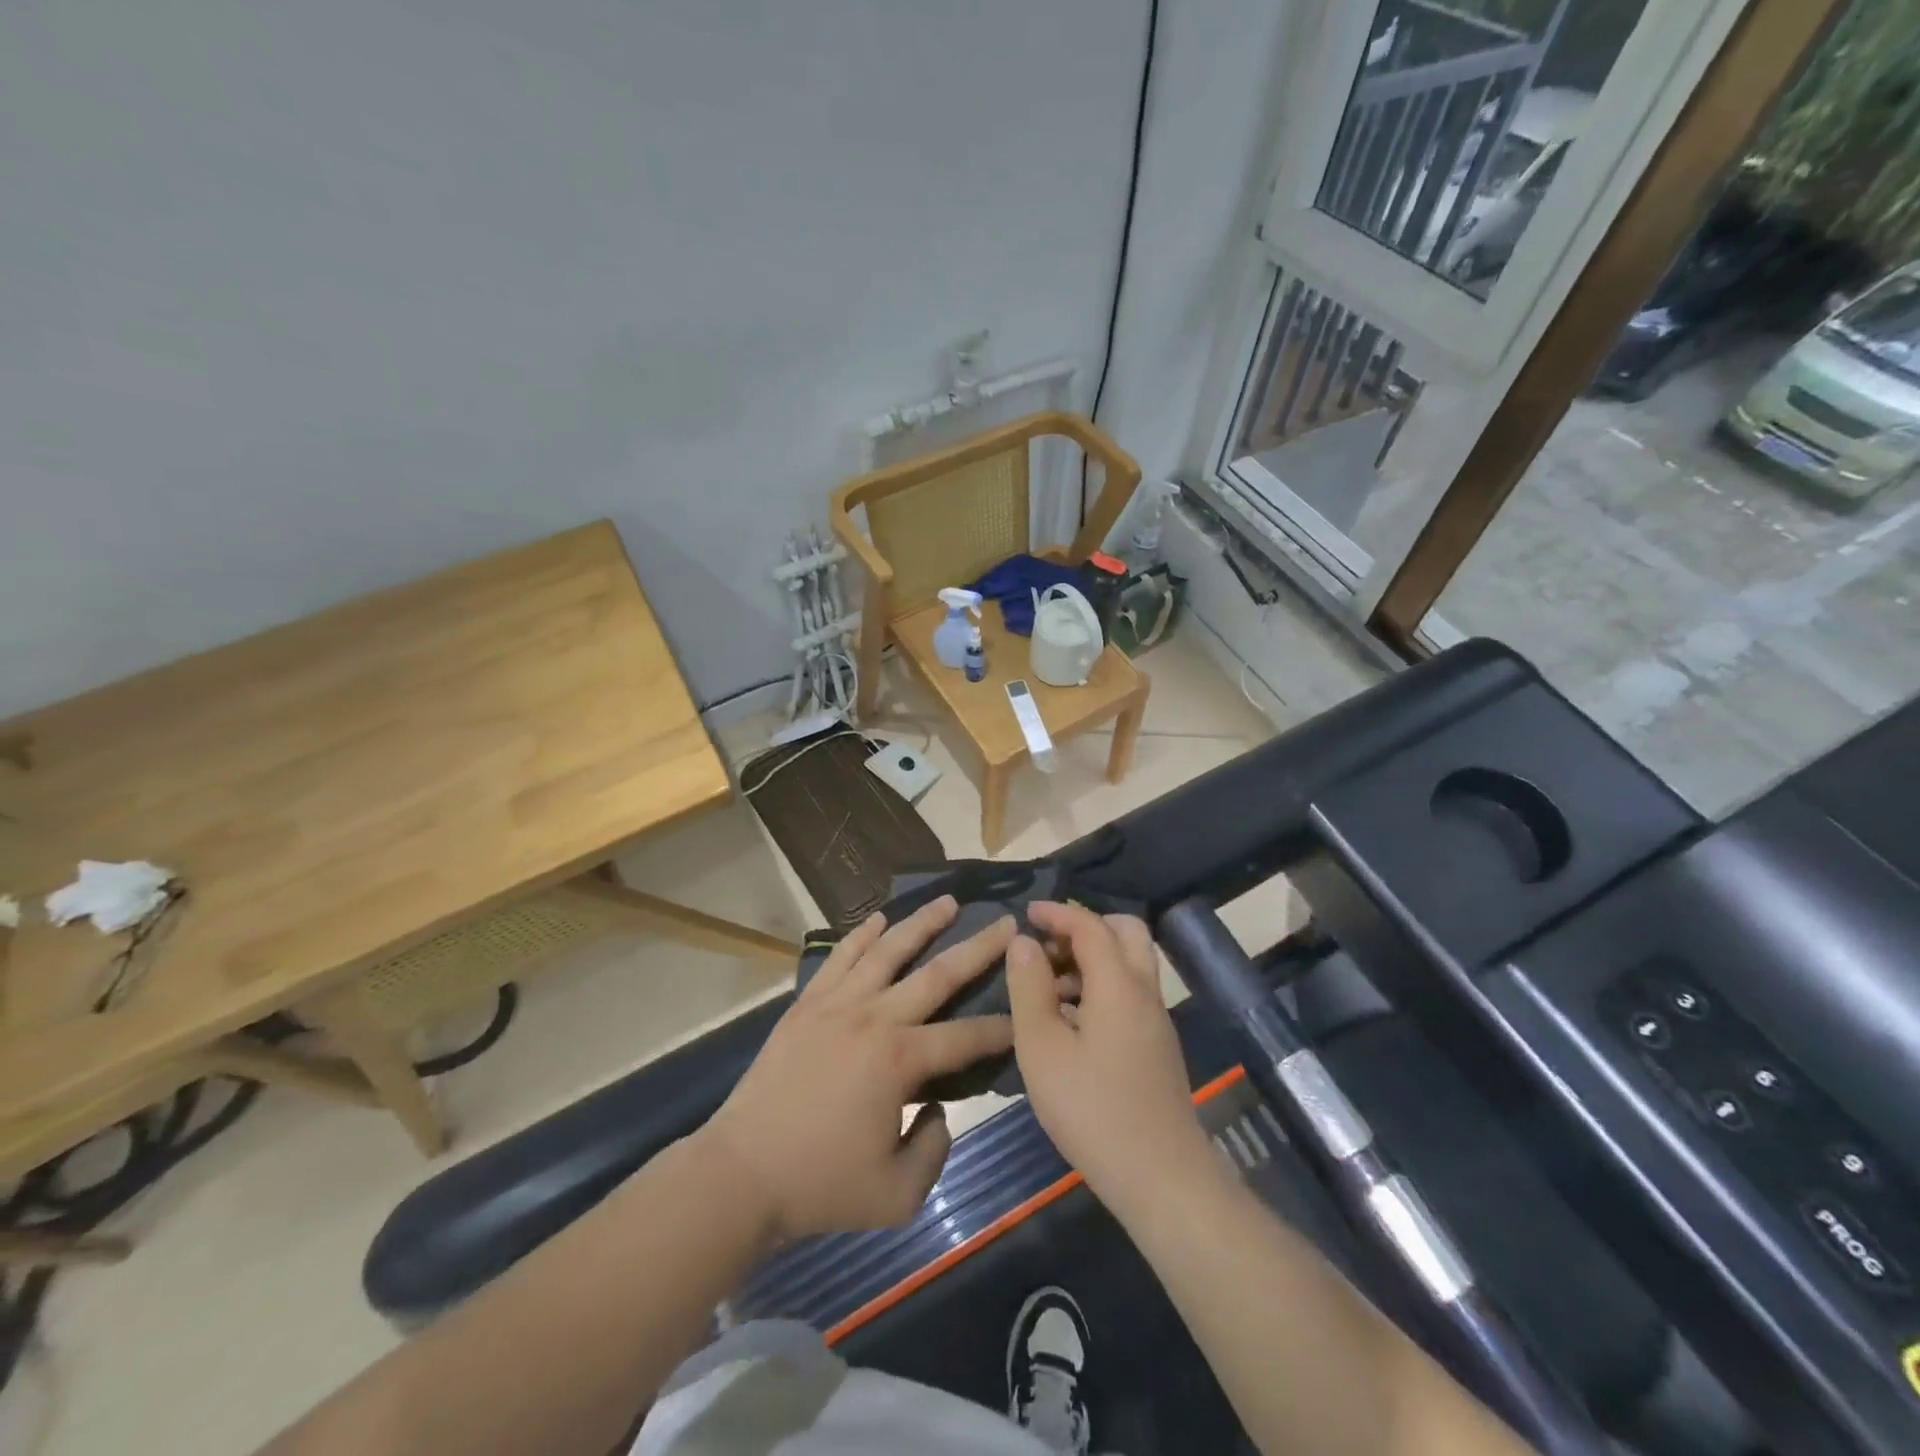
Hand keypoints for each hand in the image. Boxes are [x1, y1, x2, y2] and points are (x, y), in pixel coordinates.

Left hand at [701, 896, 1015, 1243]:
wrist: (740, 1174)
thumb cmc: (820, 1186)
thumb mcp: (897, 1195)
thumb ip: (934, 1148)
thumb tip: (936, 1107)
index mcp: (900, 1060)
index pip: (966, 1037)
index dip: (1001, 1028)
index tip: (1027, 1012)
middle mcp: (874, 1018)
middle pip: (936, 974)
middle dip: (978, 948)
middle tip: (1005, 924)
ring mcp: (837, 1005)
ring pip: (888, 952)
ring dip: (921, 924)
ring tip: (948, 901)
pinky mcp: (806, 1005)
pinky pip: (839, 959)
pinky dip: (861, 935)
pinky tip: (878, 918)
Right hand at [1006, 902, 1212, 1210]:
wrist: (1161, 1177)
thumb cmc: (1091, 1109)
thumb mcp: (1041, 1048)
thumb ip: (1029, 988)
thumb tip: (1023, 942)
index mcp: (1119, 984)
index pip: (1090, 926)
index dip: (1057, 913)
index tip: (1026, 913)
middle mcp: (1145, 991)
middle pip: (1125, 932)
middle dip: (1085, 927)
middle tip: (1047, 947)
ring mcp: (1156, 1020)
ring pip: (1129, 964)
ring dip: (1092, 959)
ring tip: (1048, 987)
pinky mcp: (1157, 1046)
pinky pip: (1130, 993)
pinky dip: (1101, 986)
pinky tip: (1070, 1022)